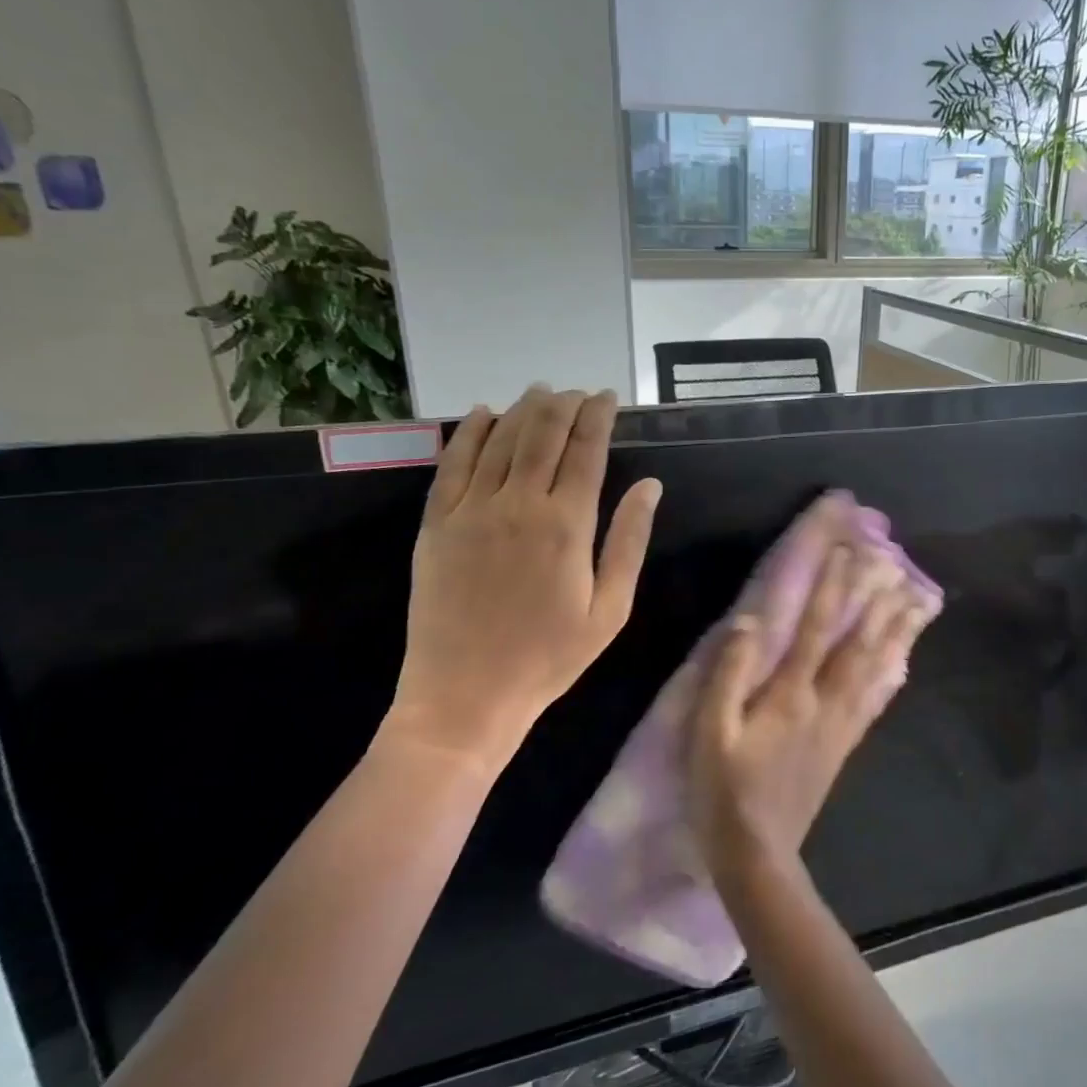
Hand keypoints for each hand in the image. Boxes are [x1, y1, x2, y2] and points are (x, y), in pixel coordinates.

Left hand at [383, 386, 661, 769]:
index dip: (598, 417)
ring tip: (540, 392)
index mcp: (567, 525)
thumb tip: (650, 486)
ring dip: (522, 409)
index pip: (586, 451)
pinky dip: (468, 432)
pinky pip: (452, 462)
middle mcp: (519, 504)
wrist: (465, 694)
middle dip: (563, 404)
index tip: (608, 397)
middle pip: (542, 434)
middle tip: (577, 392)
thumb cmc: (548, 658)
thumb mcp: (609, 610)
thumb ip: (629, 542)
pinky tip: (481, 414)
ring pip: (499, 439)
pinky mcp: (436, 523)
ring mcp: (471, 510)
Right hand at [688, 544, 940, 880]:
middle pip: (856, 644)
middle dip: (874, 602)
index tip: (845, 552)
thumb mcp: (709, 731)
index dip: (830, 588)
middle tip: (895, 566)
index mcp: (790, 695)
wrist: (758, 854)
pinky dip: (891, 675)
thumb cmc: (723, 790)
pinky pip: (874, 702)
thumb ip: (728, 674)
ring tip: (916, 604)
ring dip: (895, 633)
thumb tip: (749, 623)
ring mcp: (840, 726)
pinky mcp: (843, 747)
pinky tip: (902, 663)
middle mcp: (824, 703)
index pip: (814, 628)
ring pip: (874, 669)